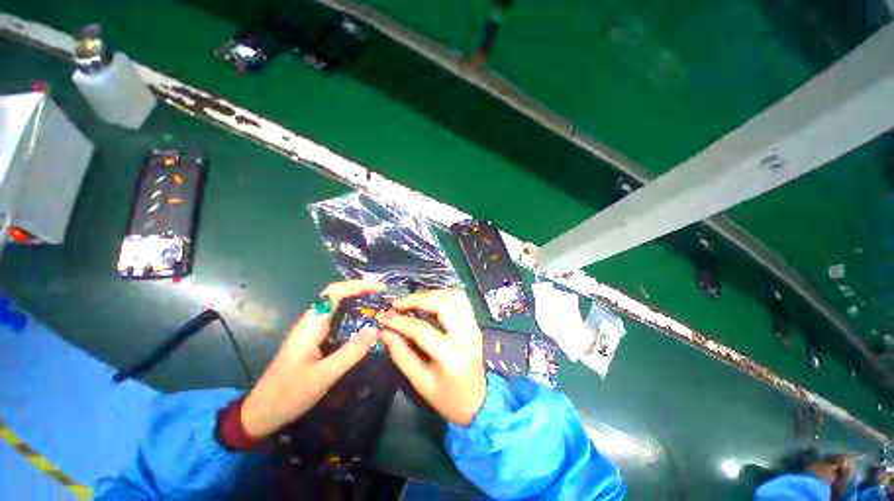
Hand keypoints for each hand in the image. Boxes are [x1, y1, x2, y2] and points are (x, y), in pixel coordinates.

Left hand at [241, 280, 384, 437]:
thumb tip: (376, 329)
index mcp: (311, 324)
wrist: (260, 413)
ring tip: (379, 307)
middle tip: (384, 297)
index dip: (358, 285)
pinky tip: (364, 325)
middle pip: (337, 295)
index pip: (335, 292)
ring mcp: (312, 330)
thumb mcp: (325, 375)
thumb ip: (351, 352)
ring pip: (337, 307)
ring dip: (358, 302)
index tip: (380, 289)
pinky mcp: (314, 340)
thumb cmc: (289, 394)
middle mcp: (311, 321)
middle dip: (361, 291)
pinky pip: (336, 320)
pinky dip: (353, 316)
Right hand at [377, 289, 485, 426]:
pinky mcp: (475, 324)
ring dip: (433, 293)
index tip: (383, 316)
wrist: (478, 401)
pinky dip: (444, 295)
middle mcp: (466, 336)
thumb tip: (385, 332)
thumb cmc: (447, 398)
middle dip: (417, 299)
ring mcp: (473, 327)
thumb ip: (402, 355)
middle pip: (443, 305)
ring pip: (455, 296)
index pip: (423, 330)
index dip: (400, 322)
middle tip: (398, 304)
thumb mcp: (420, 383)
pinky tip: (430, 302)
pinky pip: (461, 300)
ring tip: (414, 300)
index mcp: (452, 357)